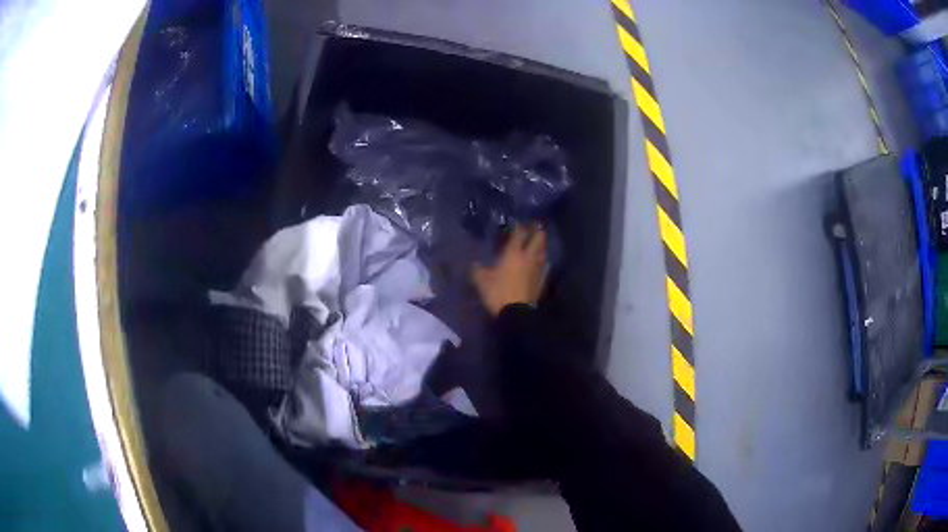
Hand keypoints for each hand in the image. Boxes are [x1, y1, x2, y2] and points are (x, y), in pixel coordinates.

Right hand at [472, 224, 547, 316]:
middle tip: (535, 226)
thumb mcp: (482, 282)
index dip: (520, 226)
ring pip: (543, 250)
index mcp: (513, 253)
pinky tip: (542, 261)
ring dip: (542, 244)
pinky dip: (543, 259)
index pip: (519, 234)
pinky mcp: (542, 279)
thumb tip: (475, 263)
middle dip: (537, 230)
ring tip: (538, 241)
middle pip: (538, 238)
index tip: (519, 222)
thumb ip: (478, 270)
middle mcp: (528, 257)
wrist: (517, 313)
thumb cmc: (498, 293)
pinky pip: (545, 265)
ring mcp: (538, 268)